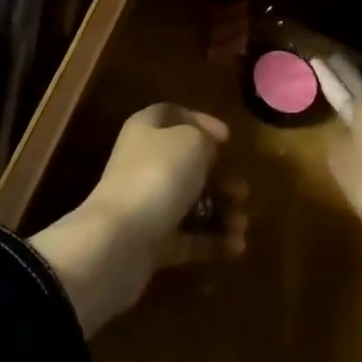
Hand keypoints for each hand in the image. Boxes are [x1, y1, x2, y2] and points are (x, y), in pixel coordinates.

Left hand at [28, 104, 246, 336]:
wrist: (119, 242)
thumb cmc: (158, 176)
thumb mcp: (192, 142)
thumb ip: (204, 139)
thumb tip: (206, 151)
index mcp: (147, 130)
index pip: (173, 115)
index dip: (201, 121)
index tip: (227, 139)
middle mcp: (144, 163)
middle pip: (187, 164)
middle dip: (219, 178)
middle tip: (242, 191)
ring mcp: (147, 205)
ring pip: (191, 203)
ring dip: (221, 212)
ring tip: (241, 224)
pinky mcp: (152, 244)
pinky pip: (189, 238)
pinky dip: (213, 240)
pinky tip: (236, 246)